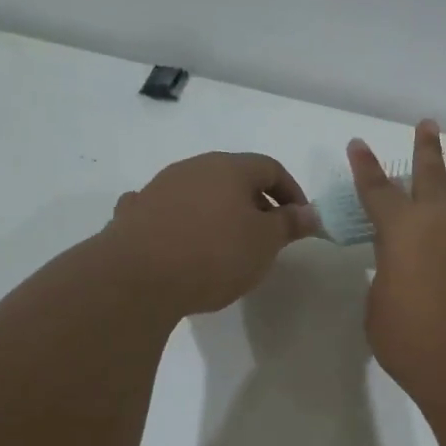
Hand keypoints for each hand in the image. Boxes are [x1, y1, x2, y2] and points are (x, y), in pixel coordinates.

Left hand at [101, 152, 318, 316]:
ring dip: (217, 213)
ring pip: (198, 193)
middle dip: (254, 203)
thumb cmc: (213, 254)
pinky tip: (178, 242)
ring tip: (225, 246)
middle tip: (266, 236)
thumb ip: (289, 224)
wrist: (136, 278)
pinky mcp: (134, 213)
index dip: (291, 192)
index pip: (270, 167)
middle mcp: (192, 168)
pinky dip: (179, 222)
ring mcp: (159, 188)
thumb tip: (311, 212)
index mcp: (229, 168)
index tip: (299, 221)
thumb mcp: (264, 243)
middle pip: (233, 178)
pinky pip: (165, 211)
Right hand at [349, 121, 445, 409]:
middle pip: (432, 173)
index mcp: (401, 230)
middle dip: (426, 147)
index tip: (359, 143)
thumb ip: (387, 277)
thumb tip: (399, 266)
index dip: (365, 166)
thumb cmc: (414, 342)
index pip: (376, 190)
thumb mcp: (379, 309)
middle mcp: (443, 219)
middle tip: (428, 123)